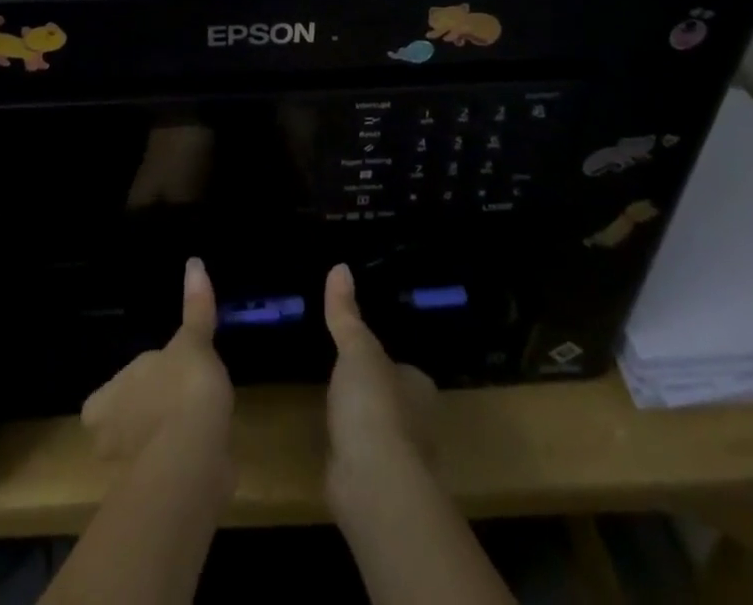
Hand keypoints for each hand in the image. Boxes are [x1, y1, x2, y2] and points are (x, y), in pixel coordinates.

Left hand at [81, 257, 233, 462]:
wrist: (194, 458)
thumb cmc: (182, 390)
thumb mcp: (192, 342)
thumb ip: (195, 307)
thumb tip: (194, 262)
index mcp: (103, 402)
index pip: (105, 397)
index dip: (129, 388)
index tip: (155, 379)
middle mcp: (107, 439)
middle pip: (123, 424)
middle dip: (146, 415)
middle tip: (177, 399)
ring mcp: (129, 473)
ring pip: (144, 452)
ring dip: (164, 440)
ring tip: (195, 424)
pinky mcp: (156, 497)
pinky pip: (166, 473)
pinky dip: (181, 462)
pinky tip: (204, 451)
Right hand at [323, 263, 437, 480]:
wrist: (374, 482)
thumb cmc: (374, 405)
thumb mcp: (356, 349)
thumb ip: (346, 313)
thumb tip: (340, 266)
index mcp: (419, 388)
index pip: (405, 370)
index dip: (385, 362)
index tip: (363, 354)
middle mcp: (418, 424)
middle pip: (395, 401)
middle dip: (374, 395)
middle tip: (345, 378)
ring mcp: (398, 459)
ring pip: (380, 433)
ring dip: (363, 426)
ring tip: (334, 409)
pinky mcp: (377, 487)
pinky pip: (362, 459)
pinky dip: (350, 452)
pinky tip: (333, 445)